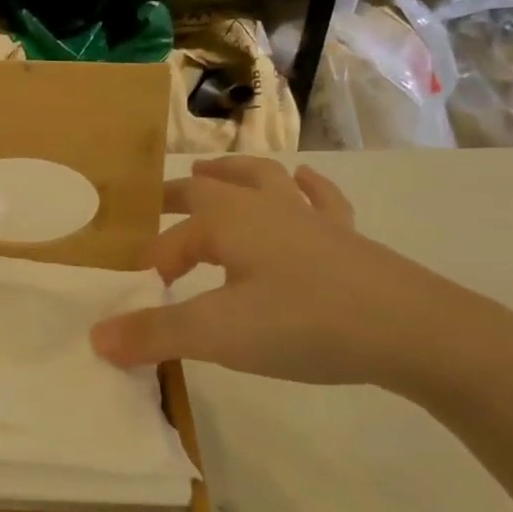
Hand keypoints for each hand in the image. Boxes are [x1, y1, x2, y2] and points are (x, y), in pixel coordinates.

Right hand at [90, 157, 471, 391]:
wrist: (416, 331)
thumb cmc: (306, 323)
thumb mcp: (218, 333)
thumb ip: (154, 334)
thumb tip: (96, 338)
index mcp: (229, 220)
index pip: (174, 236)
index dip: (153, 263)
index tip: (143, 300)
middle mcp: (267, 206)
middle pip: (212, 186)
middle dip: (180, 195)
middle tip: (157, 203)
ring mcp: (311, 219)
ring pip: (263, 179)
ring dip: (233, 174)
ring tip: (211, 173)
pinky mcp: (348, 238)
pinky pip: (320, 200)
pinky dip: (304, 188)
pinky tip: (302, 182)